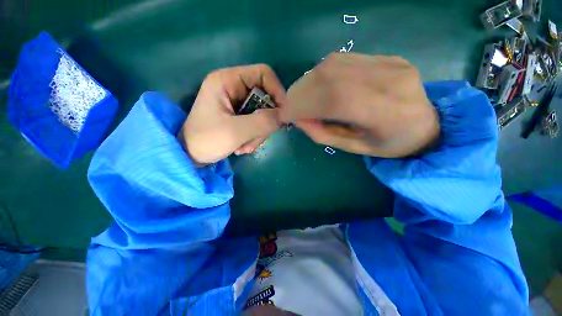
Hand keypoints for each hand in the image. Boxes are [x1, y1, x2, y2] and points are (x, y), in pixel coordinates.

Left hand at [179, 64, 286, 165]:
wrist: (190, 157)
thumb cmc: (206, 140)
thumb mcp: (235, 131)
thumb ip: (262, 122)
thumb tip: (283, 115)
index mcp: (227, 81)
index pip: (263, 74)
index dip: (277, 91)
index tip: (282, 114)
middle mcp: (233, 88)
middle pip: (266, 98)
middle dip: (264, 122)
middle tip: (256, 139)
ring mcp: (237, 103)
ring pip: (263, 114)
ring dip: (259, 133)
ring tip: (244, 148)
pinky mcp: (240, 116)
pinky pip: (258, 123)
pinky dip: (254, 137)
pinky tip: (242, 147)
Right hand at [280, 53, 439, 157]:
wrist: (427, 124)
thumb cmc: (390, 144)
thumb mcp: (355, 148)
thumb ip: (324, 134)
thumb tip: (299, 120)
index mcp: (388, 112)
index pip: (335, 100)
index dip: (303, 105)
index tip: (285, 114)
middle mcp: (391, 80)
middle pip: (331, 77)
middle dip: (301, 92)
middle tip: (289, 105)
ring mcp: (390, 63)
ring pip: (334, 64)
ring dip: (308, 81)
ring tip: (300, 97)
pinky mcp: (386, 57)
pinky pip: (343, 59)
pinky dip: (322, 73)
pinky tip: (317, 86)